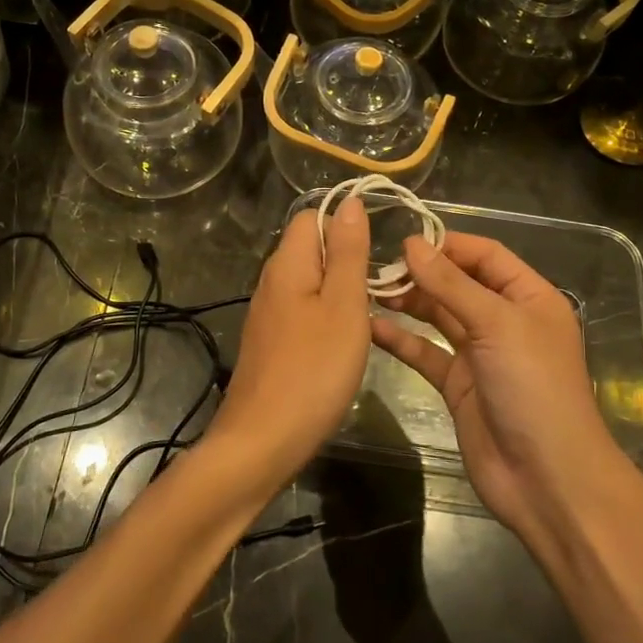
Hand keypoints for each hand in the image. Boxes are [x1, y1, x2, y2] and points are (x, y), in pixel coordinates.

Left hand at [205, 197, 371, 486]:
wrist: (262, 441)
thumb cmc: (313, 370)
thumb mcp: (344, 306)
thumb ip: (348, 252)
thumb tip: (350, 201)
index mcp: (287, 264)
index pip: (311, 217)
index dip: (344, 224)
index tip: (377, 254)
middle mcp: (271, 282)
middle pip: (310, 249)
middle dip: (347, 260)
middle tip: (380, 291)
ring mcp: (268, 315)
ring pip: (310, 283)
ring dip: (340, 292)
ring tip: (368, 317)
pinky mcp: (271, 343)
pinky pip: (303, 312)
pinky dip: (327, 318)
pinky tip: (343, 344)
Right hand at [371, 234, 619, 546]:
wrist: (546, 478)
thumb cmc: (533, 388)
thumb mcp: (496, 325)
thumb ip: (451, 284)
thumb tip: (411, 244)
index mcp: (529, 297)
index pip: (486, 255)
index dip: (447, 244)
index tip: (403, 240)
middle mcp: (505, 320)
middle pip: (459, 283)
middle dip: (422, 273)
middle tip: (376, 267)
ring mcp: (480, 354)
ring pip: (439, 316)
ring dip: (408, 302)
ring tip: (368, 289)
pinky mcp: (458, 385)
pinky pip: (425, 352)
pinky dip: (401, 339)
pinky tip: (371, 327)